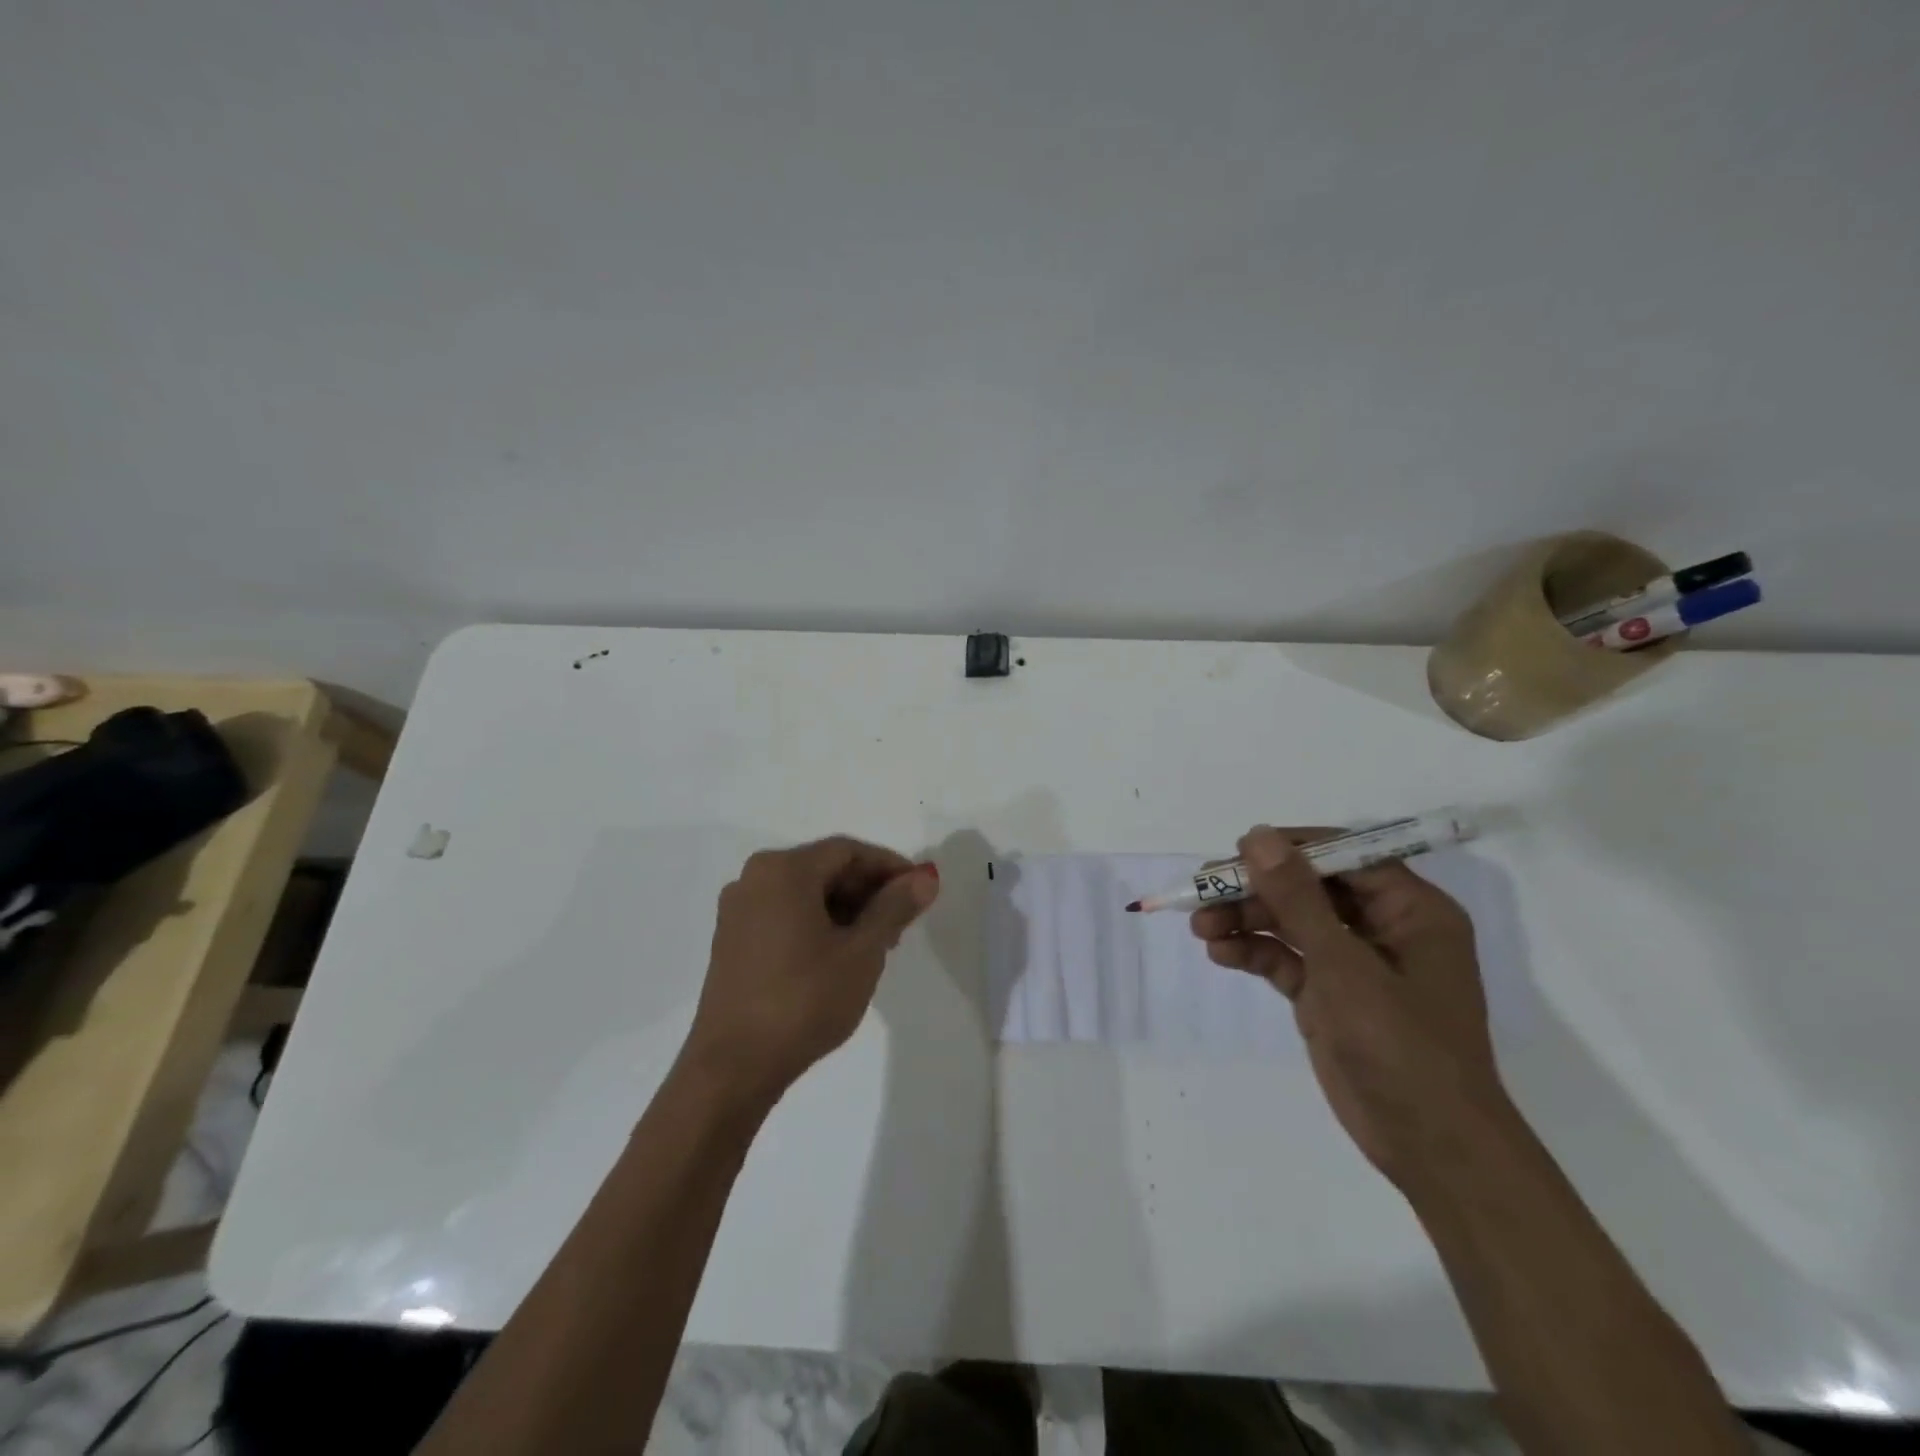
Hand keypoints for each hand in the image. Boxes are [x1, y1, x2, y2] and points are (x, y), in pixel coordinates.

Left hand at [683, 836, 939, 1108]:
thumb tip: (926, 877)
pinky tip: (840, 956)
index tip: (921, 891)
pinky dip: (818, 924)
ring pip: (805, 894)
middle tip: (903, 923)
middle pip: (824, 869)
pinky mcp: (732, 941)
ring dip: (846, 910)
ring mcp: (738, 910)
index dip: (890, 867)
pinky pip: (785, 915)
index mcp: (783, 870)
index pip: (848, 851)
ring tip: (877, 945)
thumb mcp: (862, 952)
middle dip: (868, 890)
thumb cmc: (804, 1000)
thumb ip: (894, 907)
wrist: (733, 1067)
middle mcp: (754, 878)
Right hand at [1189, 826, 1513, 1187]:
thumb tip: (1258, 837)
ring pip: (1292, 923)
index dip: (1291, 849)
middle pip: (1310, 889)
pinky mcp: (1330, 995)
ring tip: (1200, 927)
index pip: (1345, 855)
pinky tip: (1220, 954)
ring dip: (1247, 922)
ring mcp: (1355, 964)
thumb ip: (1297, 898)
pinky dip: (1254, 953)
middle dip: (1256, 891)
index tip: (1238, 852)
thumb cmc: (1401, 1045)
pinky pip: (1287, 959)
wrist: (1429, 1147)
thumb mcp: (1343, 964)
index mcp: (1411, 910)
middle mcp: (1384, 928)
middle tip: (1203, 890)